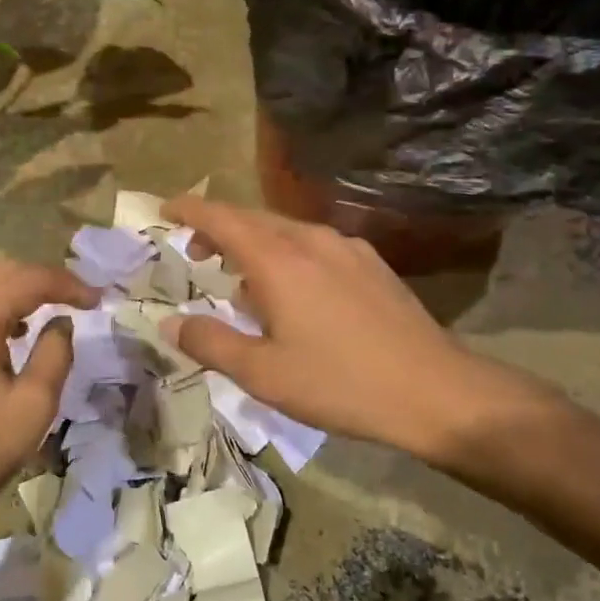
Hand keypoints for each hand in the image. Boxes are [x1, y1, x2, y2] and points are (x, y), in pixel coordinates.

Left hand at [0, 261, 97, 545]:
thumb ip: (55, 353)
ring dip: (15, 290)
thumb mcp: (32, 406)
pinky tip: (7, 331)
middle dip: (43, 280)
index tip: (98, 300)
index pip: (31, 279)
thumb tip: (60, 323)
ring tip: (48, 310)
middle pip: (2, 272)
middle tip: (77, 299)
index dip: (69, 284)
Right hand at [162, 196, 572, 468]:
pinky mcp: (371, 263)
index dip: (189, 210)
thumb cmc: (340, 383)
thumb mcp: (263, 373)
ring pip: (285, 231)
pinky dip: (287, 255)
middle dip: (218, 230)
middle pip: (252, 219)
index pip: (221, 218)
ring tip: (243, 283)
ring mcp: (346, 248)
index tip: (164, 211)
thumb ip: (210, 342)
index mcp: (278, 260)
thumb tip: (170, 322)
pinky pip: (315, 245)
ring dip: (254, 245)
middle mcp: (311, 239)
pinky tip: (295, 292)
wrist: (435, 391)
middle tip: (195, 255)